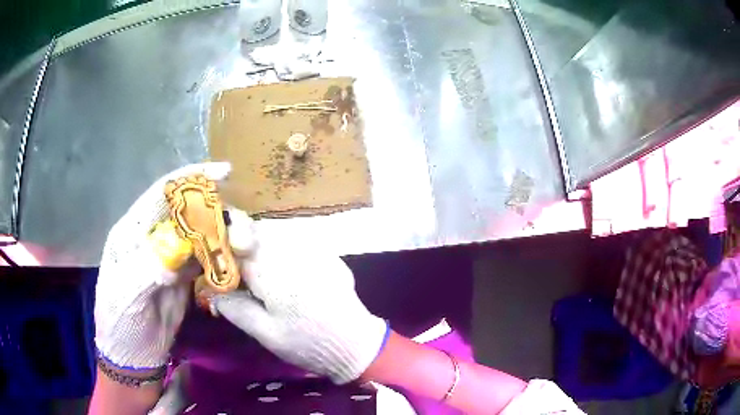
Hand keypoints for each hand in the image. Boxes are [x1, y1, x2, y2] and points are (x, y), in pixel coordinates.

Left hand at [94, 162, 230, 369]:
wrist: (133, 356)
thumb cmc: (120, 323)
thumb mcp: (126, 296)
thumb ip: (147, 268)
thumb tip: (177, 249)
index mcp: (132, 231)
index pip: (161, 193)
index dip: (190, 179)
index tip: (224, 174)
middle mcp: (152, 237)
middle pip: (187, 211)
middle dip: (215, 212)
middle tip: (242, 232)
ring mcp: (170, 256)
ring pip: (200, 234)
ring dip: (223, 236)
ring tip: (244, 249)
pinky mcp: (184, 276)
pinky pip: (206, 258)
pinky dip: (221, 258)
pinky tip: (235, 264)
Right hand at [213, 231, 388, 383]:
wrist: (356, 345)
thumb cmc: (308, 344)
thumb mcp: (267, 335)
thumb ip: (236, 309)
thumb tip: (212, 291)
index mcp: (276, 272)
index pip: (242, 238)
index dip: (225, 239)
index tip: (215, 252)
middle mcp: (295, 252)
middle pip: (259, 231)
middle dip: (242, 243)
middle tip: (236, 268)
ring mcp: (315, 250)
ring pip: (277, 234)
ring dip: (262, 246)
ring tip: (258, 272)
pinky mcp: (327, 255)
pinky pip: (295, 242)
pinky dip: (281, 250)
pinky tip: (284, 273)